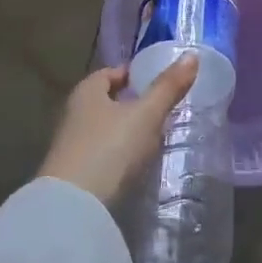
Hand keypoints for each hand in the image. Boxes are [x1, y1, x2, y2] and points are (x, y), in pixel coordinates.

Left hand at [39, 54, 200, 206]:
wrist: (73, 207)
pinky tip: (133, 165)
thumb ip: (168, 87)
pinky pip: (99, 154)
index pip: (109, 74)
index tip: (154, 81)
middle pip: (104, 101)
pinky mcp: (73, 174)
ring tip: (151, 138)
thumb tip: (191, 55)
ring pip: (102, 129)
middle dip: (129, 103)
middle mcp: (73, 113)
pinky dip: (116, 154)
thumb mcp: (146, 115)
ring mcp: (70, 145)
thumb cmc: (110, 148)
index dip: (131, 75)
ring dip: (123, 131)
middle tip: (158, 109)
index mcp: (87, 91)